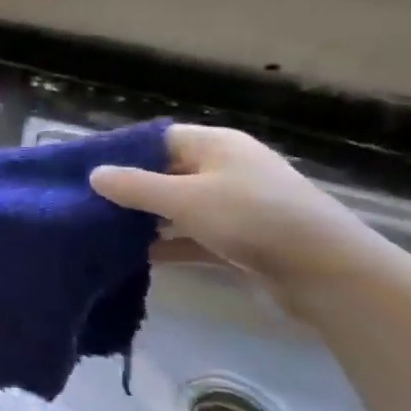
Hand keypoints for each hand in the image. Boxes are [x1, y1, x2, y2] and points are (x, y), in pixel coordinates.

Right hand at [90, 125, 379, 290]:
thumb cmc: (253, 218)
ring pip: (178, 208)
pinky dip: (167, 245)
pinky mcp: (238, 241)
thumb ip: (136, 187)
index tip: (85, 172)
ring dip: (146, 220)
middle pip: (166, 173)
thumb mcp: (186, 199)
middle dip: (129, 190)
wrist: (325, 271)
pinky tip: (135, 259)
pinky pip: (191, 237)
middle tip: (85, 205)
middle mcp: (224, 170)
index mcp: (215, 146)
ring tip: (101, 232)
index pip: (158, 139)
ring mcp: (233, 206)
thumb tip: (94, 174)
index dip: (122, 153)